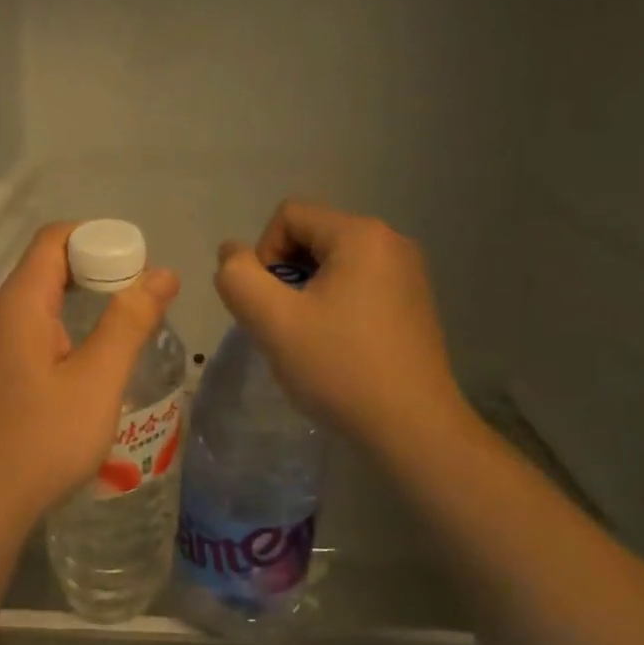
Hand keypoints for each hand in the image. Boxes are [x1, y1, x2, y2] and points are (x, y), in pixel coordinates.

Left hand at [0, 223, 178, 530]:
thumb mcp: (97, 380)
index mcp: (18, 305)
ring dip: (80, 309)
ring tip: (121, 334)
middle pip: (44, 271)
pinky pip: (27, 341)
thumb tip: (162, 273)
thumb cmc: (39, 440)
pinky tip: (85, 374)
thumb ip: (129, 322)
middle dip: (95, 273)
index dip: (98, 238)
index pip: (53, 239)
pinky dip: (62, 338)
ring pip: (36, 310)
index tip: (138, 263)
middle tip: (140, 300)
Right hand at [214, 201, 475, 463]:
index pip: (288, 216)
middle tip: (285, 328)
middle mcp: (390, 242)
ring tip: (308, 341)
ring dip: (306, 296)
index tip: (269, 305)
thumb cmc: (340, 369)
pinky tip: (336, 349)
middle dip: (285, 277)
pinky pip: (357, 287)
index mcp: (361, 235)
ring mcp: (408, 273)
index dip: (263, 256)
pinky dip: (334, 308)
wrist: (412, 428)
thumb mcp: (274, 322)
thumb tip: (231, 253)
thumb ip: (239, 278)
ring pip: (332, 266)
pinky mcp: (412, 303)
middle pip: (311, 237)